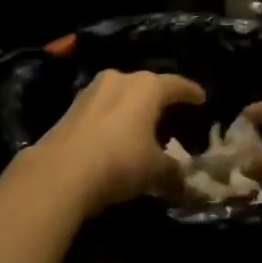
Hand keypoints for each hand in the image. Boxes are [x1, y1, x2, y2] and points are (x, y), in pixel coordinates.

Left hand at [21, 69, 205, 213]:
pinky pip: (101, 108)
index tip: (201, 98)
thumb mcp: (155, 171)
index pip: (175, 85)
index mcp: (146, 87)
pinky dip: (111, 118)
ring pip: (120, 94)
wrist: (60, 171)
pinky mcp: (71, 107)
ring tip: (140, 124)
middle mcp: (119, 79)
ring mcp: (91, 91)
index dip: (190, 92)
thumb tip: (185, 183)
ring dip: (131, 107)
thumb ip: (174, 172)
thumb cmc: (119, 162)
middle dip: (158, 98)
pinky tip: (114, 135)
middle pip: (145, 85)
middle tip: (170, 111)